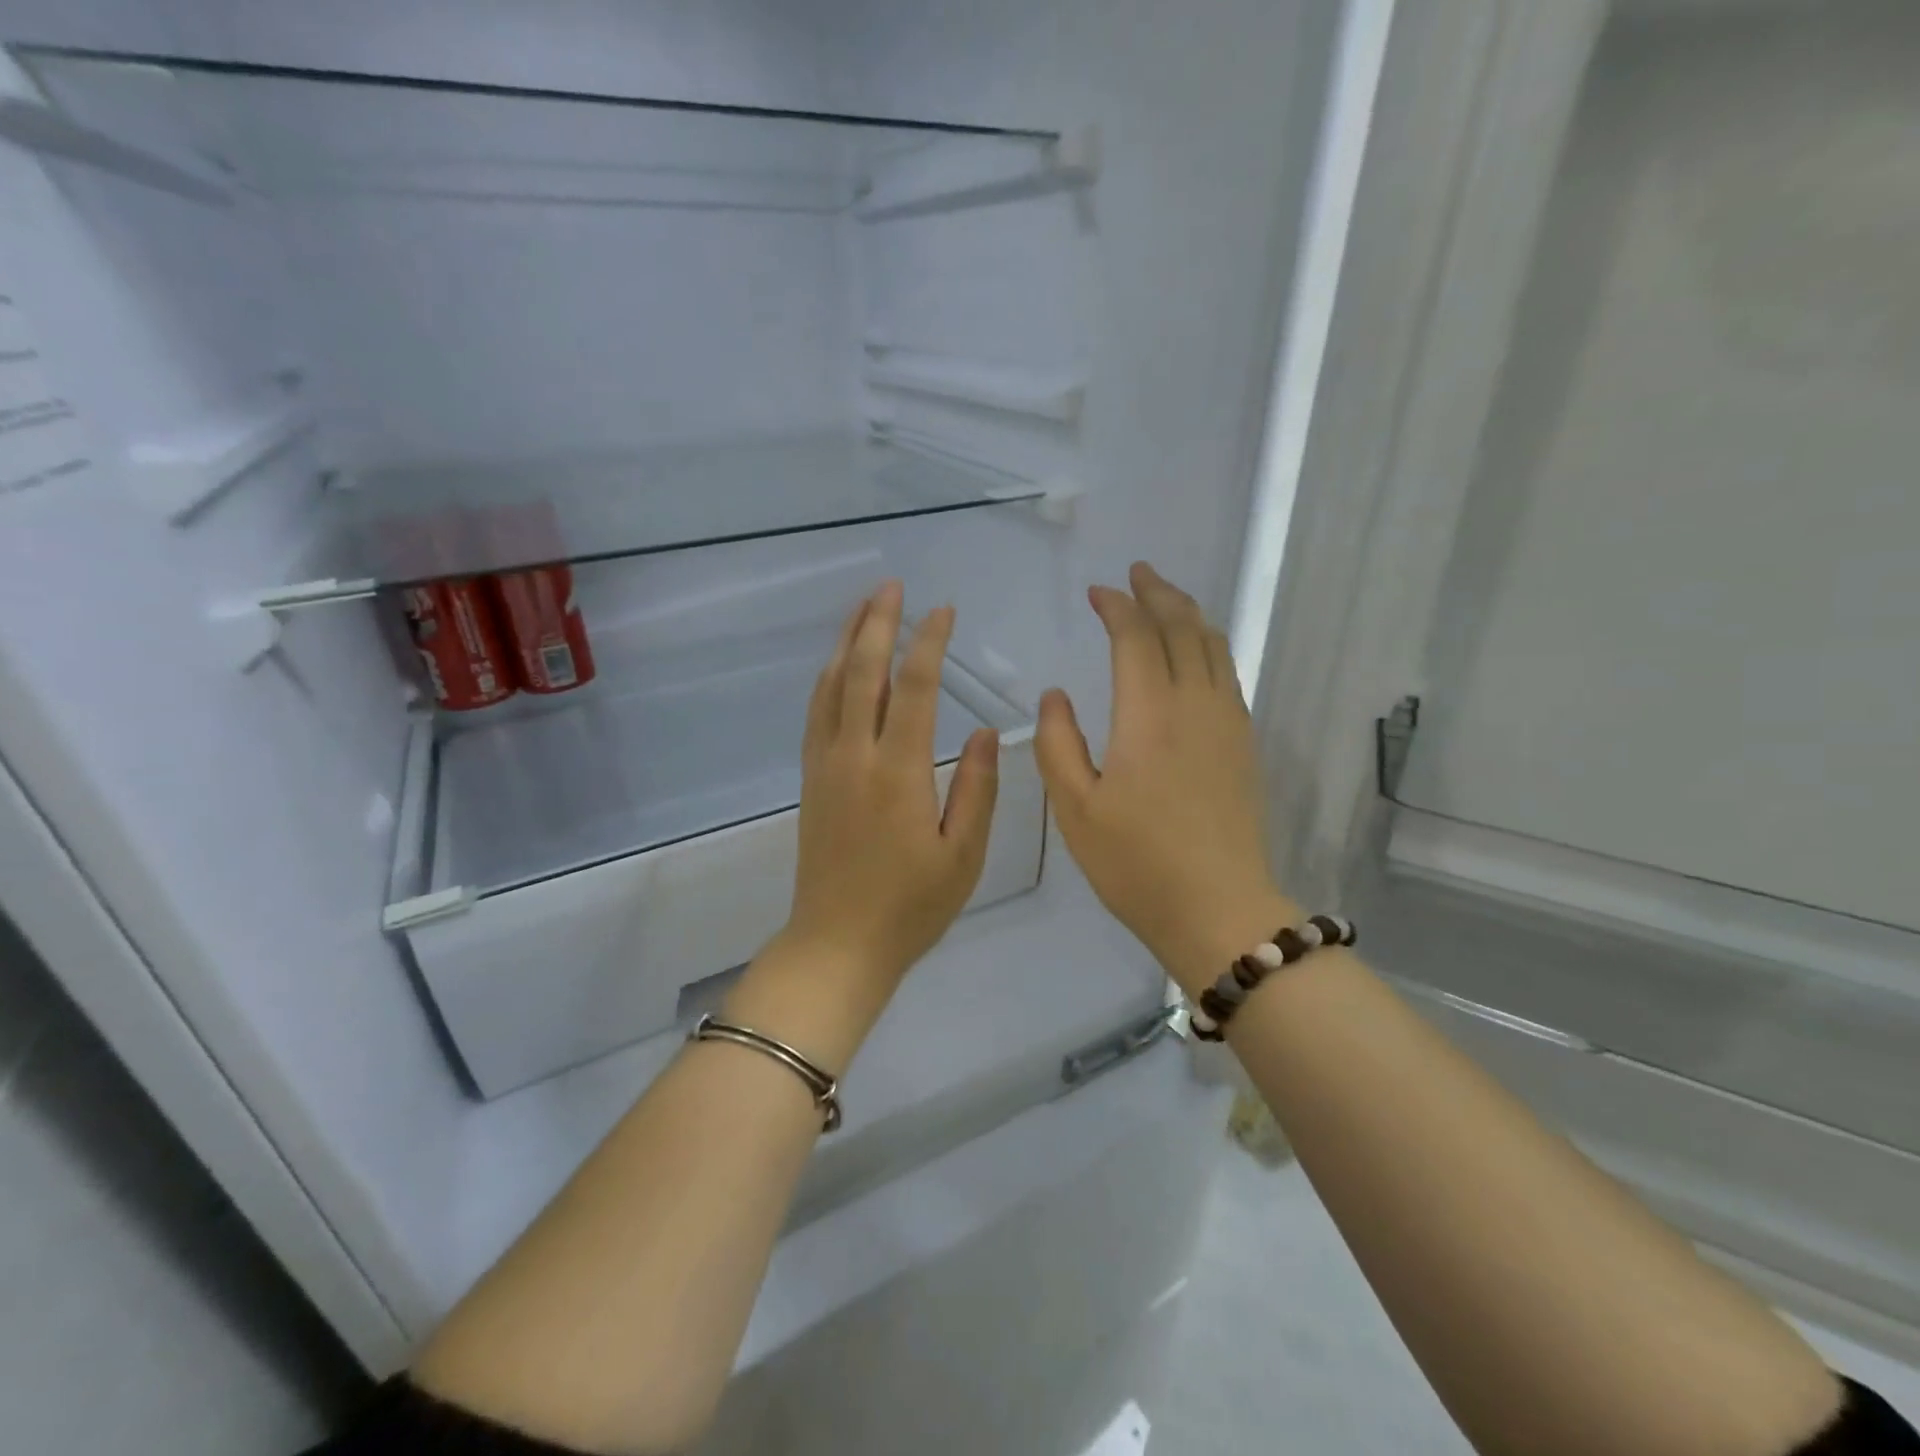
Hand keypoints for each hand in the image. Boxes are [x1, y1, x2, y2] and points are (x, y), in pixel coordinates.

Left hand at [729, 582, 999, 1067]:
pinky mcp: (811, 780)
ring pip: (830, 688)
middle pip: (861, 674)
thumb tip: (987, 730)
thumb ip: (977, 788)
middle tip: (891, 586)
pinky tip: (836, 667)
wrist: (837, 944)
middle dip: (877, 624)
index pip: (914, 689)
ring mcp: (825, 766)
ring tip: (863, 608)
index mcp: (899, 772)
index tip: (943, 611)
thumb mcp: (963, 855)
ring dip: (846, 643)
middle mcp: (855, 757)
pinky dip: (827, 679)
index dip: (928, 644)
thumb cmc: (911, 907)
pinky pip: (816, 713)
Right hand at [1036, 562, 1293, 994]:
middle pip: (1182, 627)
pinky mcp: (1244, 744)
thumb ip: (1057, 743)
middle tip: (1138, 573)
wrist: (1219, 910)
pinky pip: (1228, 673)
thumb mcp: (1076, 809)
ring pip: (1214, 646)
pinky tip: (1197, 654)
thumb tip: (1055, 695)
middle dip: (1158, 593)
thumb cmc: (1136, 863)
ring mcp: (1228, 722)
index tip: (1097, 592)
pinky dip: (1209, 646)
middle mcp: (1195, 704)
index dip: (1116, 606)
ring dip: (1189, 613)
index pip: (1135, 637)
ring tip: (1167, 599)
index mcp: (1149, 714)